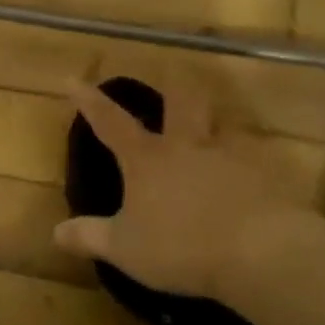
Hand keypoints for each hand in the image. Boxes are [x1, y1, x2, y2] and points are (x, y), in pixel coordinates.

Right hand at [52, 77, 307, 301]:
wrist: (264, 255)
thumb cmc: (182, 246)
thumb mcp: (124, 248)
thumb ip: (89, 237)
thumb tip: (56, 233)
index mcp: (147, 159)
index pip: (110, 121)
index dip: (89, 100)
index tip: (73, 80)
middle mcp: (188, 147)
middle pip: (183, 102)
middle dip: (176, 85)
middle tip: (175, 69)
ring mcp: (233, 158)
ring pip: (226, 125)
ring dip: (218, 122)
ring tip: (217, 128)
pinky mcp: (269, 178)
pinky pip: (259, 161)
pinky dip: (252, 164)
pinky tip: (253, 178)